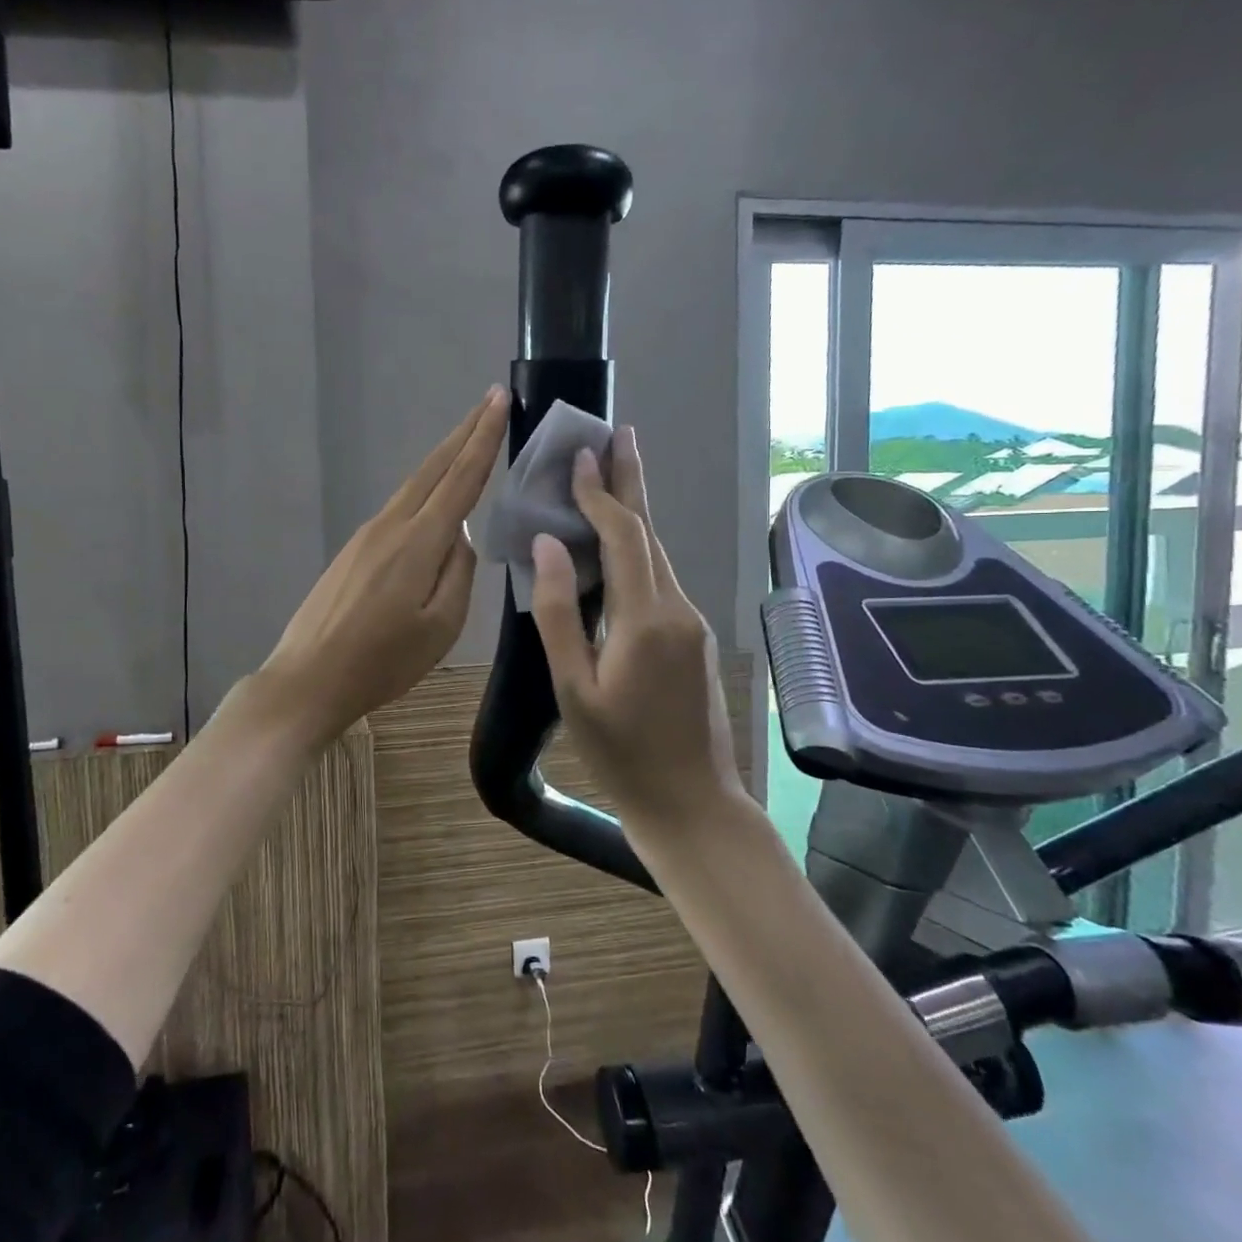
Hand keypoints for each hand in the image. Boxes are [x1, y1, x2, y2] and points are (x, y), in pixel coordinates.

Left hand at [258, 388, 508, 746]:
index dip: (483, 437)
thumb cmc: (382, 662)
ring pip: (413, 486)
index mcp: (418, 542)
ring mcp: (366, 535)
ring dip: (443, 459)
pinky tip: (434, 499)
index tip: (498, 400)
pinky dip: (423, 490)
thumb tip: (460, 538)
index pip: (460, 478)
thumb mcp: (440, 627)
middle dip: (464, 432)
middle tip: (489, 401)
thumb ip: (458, 574)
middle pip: (433, 468)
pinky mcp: (352, 551)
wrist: (309, 678)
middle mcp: (391, 525)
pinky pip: (398, 508)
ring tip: (468, 440)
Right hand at [528, 427, 744, 831]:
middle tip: (619, 435)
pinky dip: (638, 552)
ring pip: (658, 557)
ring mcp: (692, 624)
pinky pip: (661, 582)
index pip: (623, 537)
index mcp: (646, 618)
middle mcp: (677, 609)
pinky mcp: (693, 640)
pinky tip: (619, 550)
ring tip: (613, 477)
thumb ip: (559, 613)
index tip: (582, 454)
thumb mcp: (574, 689)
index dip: (601, 493)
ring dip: (634, 515)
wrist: (693, 806)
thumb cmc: (621, 755)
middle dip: (630, 483)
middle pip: (650, 534)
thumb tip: (548, 547)